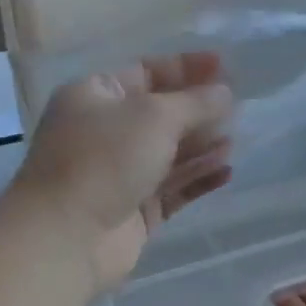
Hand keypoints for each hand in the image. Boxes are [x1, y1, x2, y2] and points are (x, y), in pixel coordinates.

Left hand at [6, 51, 233, 290]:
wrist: (67, 238)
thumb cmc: (105, 159)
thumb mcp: (154, 116)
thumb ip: (195, 102)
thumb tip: (224, 93)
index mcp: (95, 96)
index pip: (146, 72)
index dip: (185, 68)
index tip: (224, 67)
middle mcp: (104, 132)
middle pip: (160, 114)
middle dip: (198, 111)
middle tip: (237, 109)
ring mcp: (118, 173)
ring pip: (169, 153)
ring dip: (202, 146)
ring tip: (233, 143)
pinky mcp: (133, 210)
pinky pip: (172, 188)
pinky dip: (197, 178)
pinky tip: (226, 172)